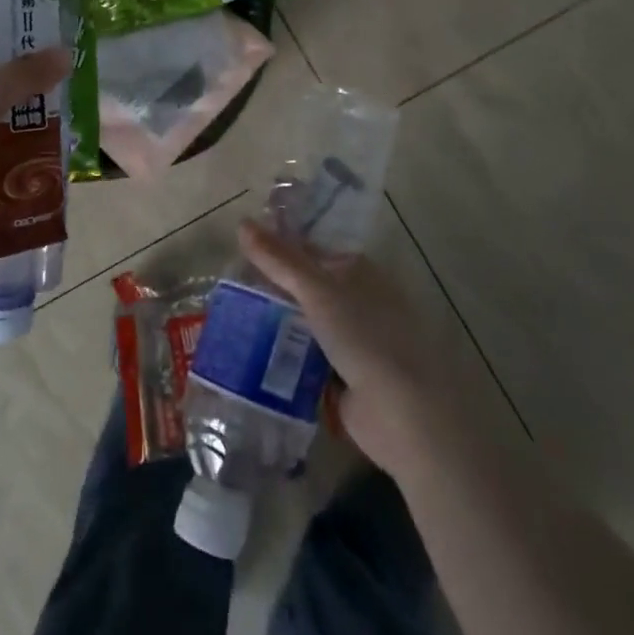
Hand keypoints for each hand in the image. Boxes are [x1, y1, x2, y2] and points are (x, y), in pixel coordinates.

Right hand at [238, 219, 458, 480]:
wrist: (402, 412)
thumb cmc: (364, 337)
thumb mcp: (316, 290)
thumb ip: (278, 259)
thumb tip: (242, 222)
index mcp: (359, 271)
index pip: (310, 252)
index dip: (277, 252)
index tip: (239, 258)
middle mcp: (360, 300)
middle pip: (307, 289)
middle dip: (274, 292)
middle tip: (230, 293)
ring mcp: (356, 340)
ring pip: (306, 324)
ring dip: (278, 327)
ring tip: (234, 324)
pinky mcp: (347, 376)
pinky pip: (309, 359)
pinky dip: (288, 358)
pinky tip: (255, 359)